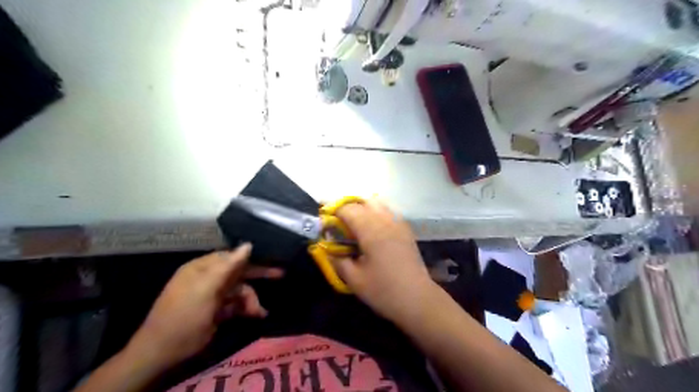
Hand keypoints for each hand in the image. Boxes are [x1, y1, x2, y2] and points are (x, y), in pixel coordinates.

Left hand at [125, 245, 279, 370]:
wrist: (161, 354)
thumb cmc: (184, 317)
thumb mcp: (206, 289)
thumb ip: (228, 266)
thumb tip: (248, 244)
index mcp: (202, 268)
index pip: (231, 256)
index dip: (251, 257)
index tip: (272, 258)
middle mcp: (207, 278)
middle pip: (238, 271)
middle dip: (258, 275)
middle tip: (280, 274)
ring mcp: (211, 295)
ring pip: (239, 290)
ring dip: (251, 299)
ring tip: (260, 312)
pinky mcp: (215, 311)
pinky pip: (235, 304)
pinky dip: (245, 309)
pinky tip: (256, 315)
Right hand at [330, 201, 435, 322]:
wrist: (417, 299)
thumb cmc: (383, 290)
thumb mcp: (353, 279)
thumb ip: (337, 259)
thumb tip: (328, 247)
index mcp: (371, 230)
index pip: (348, 209)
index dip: (333, 211)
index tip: (324, 222)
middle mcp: (385, 220)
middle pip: (363, 201)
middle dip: (347, 208)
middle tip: (338, 223)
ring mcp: (398, 223)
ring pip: (378, 203)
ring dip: (363, 208)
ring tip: (355, 225)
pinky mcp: (406, 230)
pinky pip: (388, 212)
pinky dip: (376, 213)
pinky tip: (372, 230)